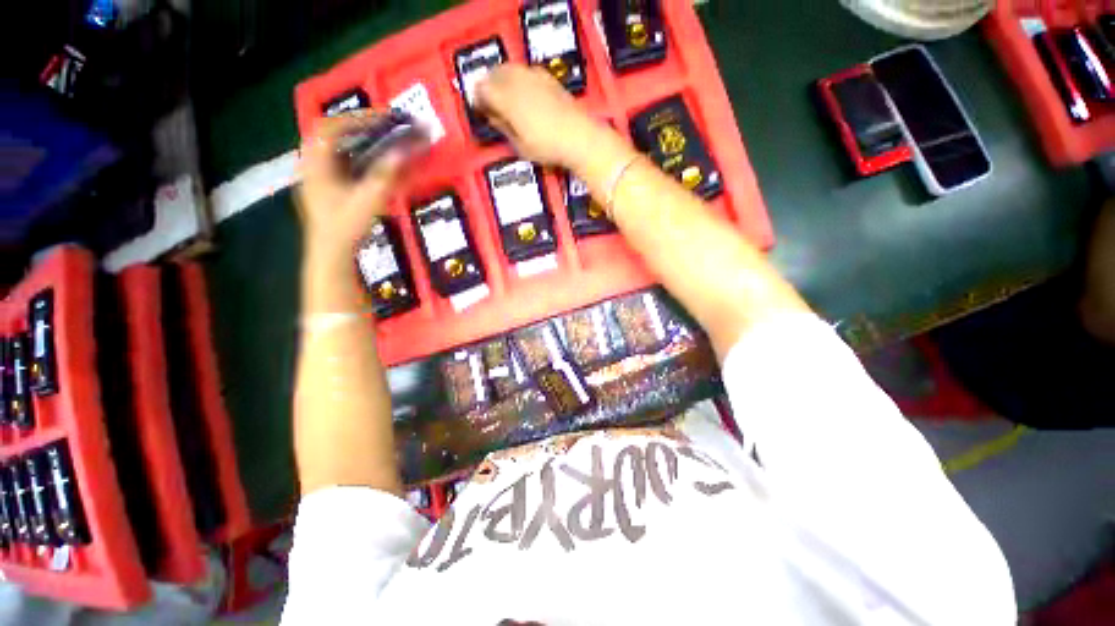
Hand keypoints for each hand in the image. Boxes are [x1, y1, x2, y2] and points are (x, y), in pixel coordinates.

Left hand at [297, 112, 407, 263]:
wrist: (331, 252)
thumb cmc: (345, 225)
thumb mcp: (367, 199)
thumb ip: (385, 175)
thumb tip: (402, 152)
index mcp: (316, 163)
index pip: (330, 127)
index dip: (355, 118)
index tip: (381, 118)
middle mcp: (313, 164)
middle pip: (330, 134)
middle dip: (356, 126)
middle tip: (381, 126)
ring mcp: (317, 176)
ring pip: (333, 148)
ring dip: (355, 141)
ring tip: (379, 140)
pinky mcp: (325, 187)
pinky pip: (338, 162)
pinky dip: (354, 156)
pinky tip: (369, 162)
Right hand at [476, 64, 597, 167]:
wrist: (578, 137)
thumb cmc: (547, 147)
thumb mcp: (519, 145)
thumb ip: (503, 128)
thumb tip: (493, 117)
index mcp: (506, 98)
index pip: (481, 88)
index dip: (478, 100)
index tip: (481, 112)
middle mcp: (517, 80)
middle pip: (493, 73)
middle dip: (489, 87)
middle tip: (493, 105)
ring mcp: (534, 75)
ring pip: (509, 68)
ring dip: (503, 81)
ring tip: (508, 100)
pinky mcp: (548, 77)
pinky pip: (525, 71)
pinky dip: (520, 80)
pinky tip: (526, 96)